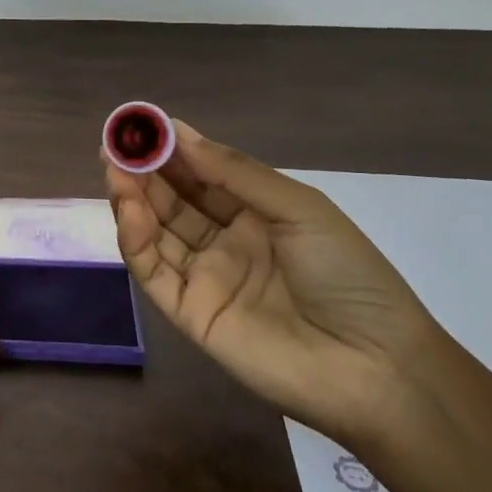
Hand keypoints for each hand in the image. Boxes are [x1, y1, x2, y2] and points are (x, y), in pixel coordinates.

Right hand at [103, 120, 442, 440]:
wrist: (376, 367)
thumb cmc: (346, 274)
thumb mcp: (299, 209)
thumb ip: (235, 173)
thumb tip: (180, 133)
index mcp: (255, 214)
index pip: (202, 175)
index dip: (172, 149)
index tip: (143, 124)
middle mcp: (225, 241)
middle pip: (173, 200)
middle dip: (144, 170)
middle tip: (114, 144)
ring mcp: (205, 277)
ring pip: (157, 231)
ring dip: (133, 199)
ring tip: (115, 169)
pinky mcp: (190, 314)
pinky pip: (155, 272)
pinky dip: (136, 240)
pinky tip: (129, 210)